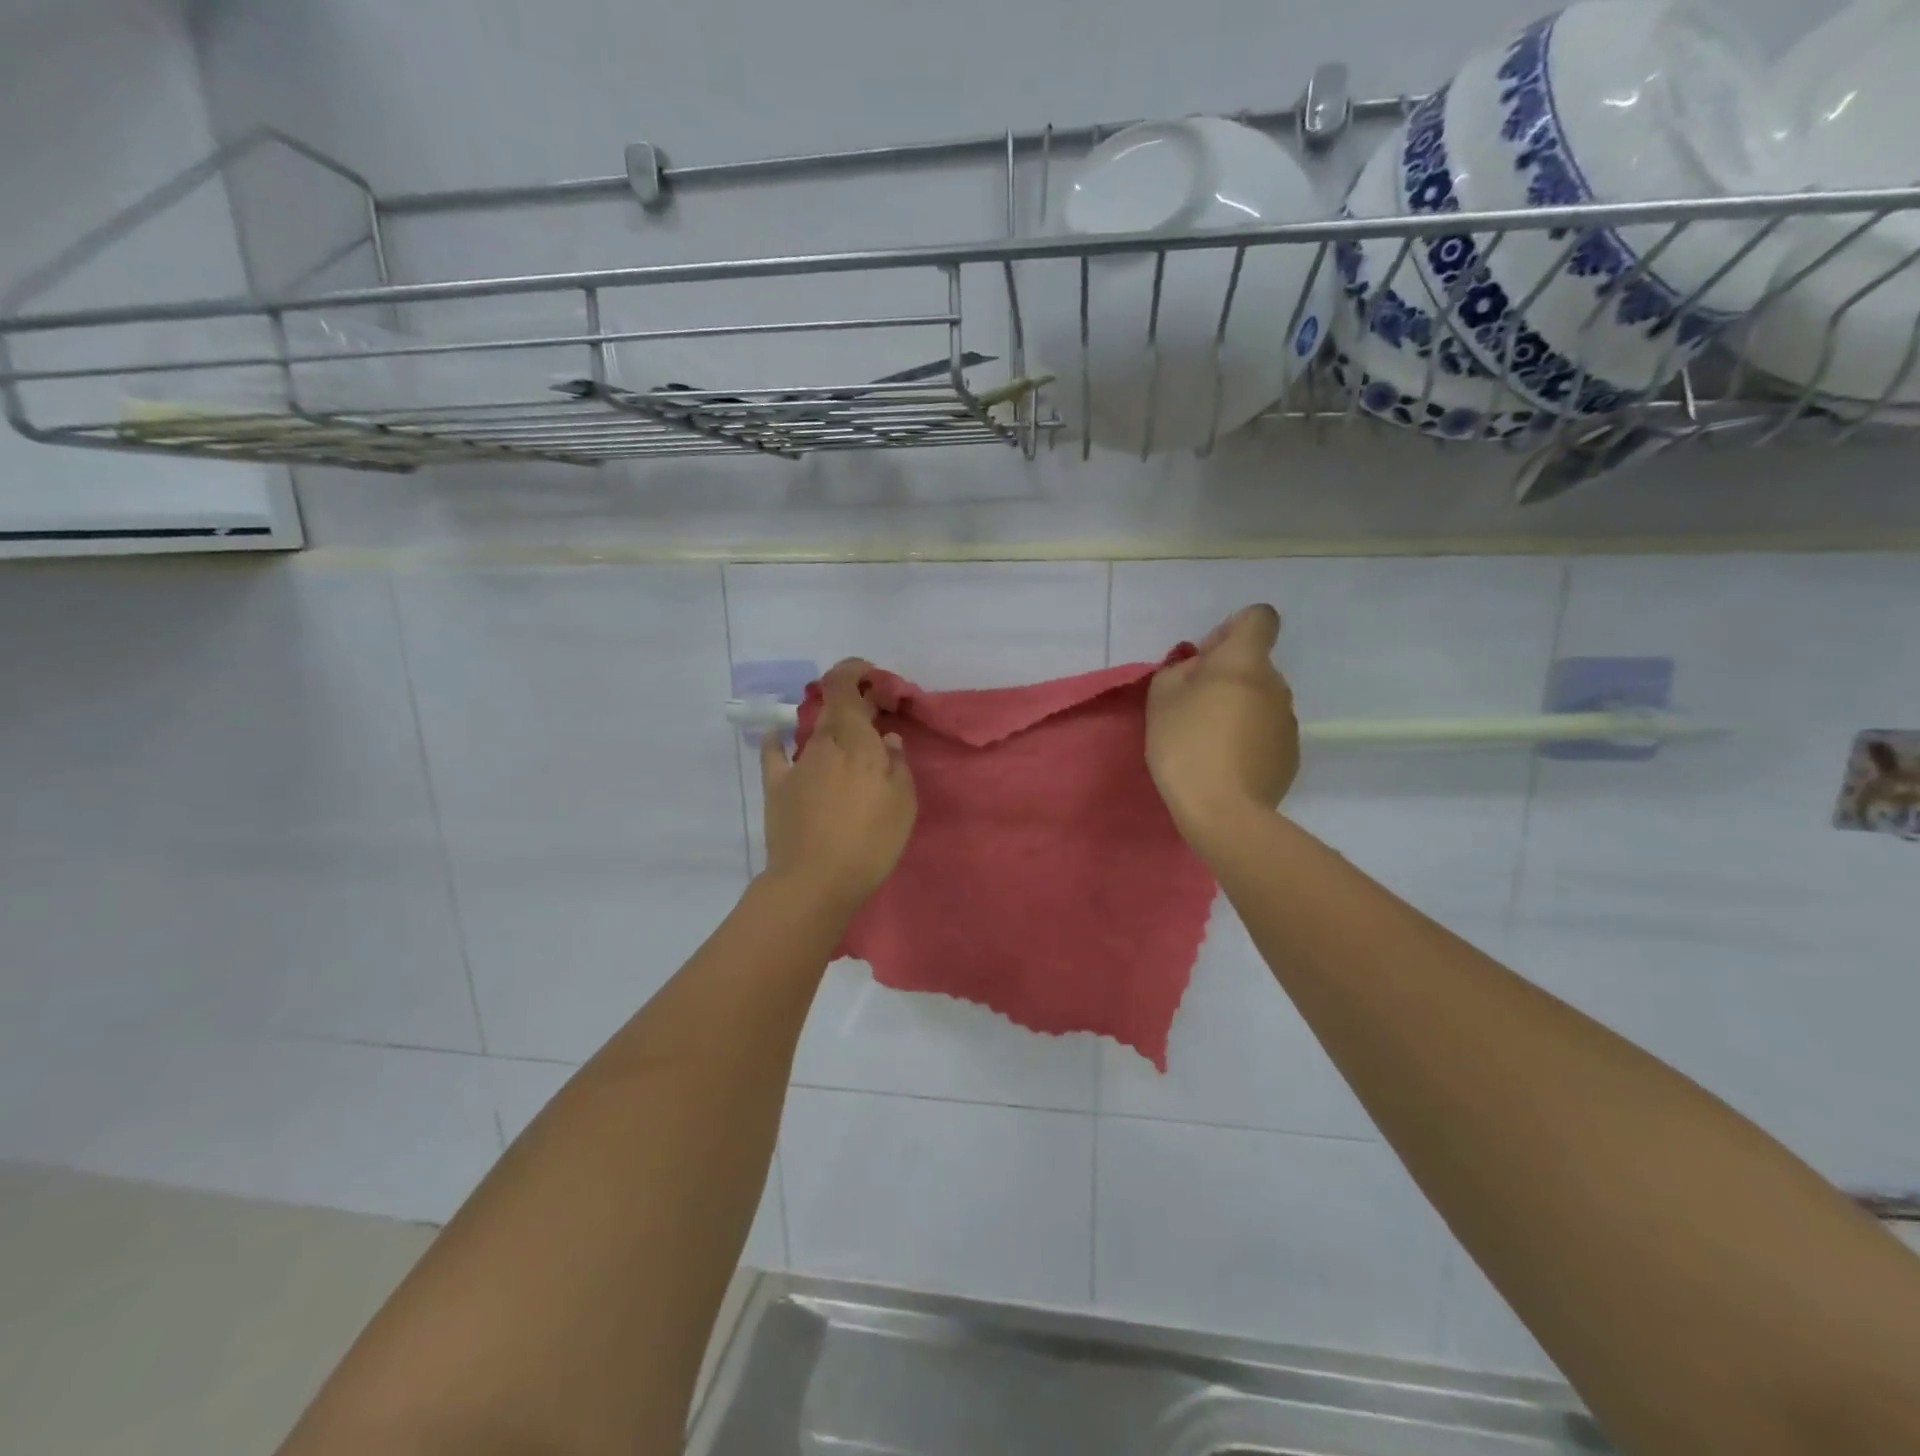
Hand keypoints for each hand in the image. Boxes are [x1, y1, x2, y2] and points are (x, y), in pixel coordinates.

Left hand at [760, 658, 916, 916]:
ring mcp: (796, 765)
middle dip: (852, 703)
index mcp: (854, 740)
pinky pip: (774, 755)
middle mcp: (822, 744)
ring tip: (847, 746)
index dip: (853, 671)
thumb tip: (886, 739)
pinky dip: (778, 742)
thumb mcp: (902, 803)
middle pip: (832, 708)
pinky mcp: (776, 788)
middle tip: (873, 716)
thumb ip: (897, 764)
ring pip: (812, 732)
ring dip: (829, 729)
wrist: (814, 882)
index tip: (870, 676)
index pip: (844, 686)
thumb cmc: (869, 841)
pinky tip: (778, 737)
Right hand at [1146, 604, 1299, 840]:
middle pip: (1255, 663)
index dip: (1232, 629)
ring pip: (1261, 699)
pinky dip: (1248, 738)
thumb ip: (1180, 670)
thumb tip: (1200, 671)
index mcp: (1245, 662)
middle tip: (1193, 708)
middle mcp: (1276, 684)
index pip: (1259, 617)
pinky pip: (1266, 732)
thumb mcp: (1161, 697)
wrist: (1223, 811)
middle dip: (1227, 676)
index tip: (1206, 658)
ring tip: (1209, 742)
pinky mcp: (1291, 754)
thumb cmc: (1185, 745)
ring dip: (1238, 708)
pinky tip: (1226, 765)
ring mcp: (1288, 721)